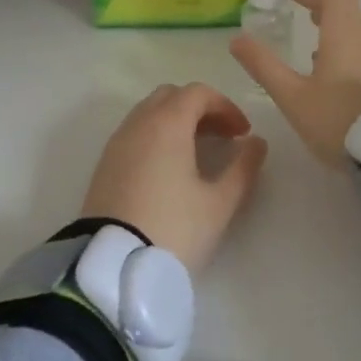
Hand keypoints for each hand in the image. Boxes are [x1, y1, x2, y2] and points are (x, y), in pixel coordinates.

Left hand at [81, 83, 268, 271]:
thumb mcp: (220, 202)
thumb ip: (244, 167)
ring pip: (149, 114)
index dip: (226, 106)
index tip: (243, 133)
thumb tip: (256, 143)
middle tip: (222, 137)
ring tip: (198, 153)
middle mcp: (138, 124)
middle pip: (171, 96)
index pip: (198, 93)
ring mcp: (116, 144)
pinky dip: (156, 137)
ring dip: (177, 122)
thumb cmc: (174, 229)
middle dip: (200, 109)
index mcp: (167, 124)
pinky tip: (170, 169)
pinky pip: (134, 134)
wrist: (113, 267)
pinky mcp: (104, 166)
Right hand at [231, 0, 360, 165]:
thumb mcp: (294, 97)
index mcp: (344, 29)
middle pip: (342, 0)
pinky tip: (327, 66)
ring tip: (306, 28)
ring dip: (327, 18)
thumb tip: (238, 38)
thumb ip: (264, 66)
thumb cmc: (342, 121)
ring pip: (351, 25)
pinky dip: (339, 40)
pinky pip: (360, 45)